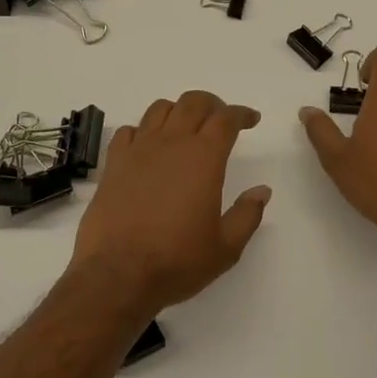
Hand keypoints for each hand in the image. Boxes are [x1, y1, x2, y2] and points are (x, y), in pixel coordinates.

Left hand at [70, 91, 270, 313]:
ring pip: (160, 109)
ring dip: (179, 110)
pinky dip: (144, 131)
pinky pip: (129, 131)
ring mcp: (139, 150)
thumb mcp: (225, 247)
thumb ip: (247, 214)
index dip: (242, 114)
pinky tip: (148, 147)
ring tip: (186, 128)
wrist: (117, 275)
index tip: (251, 120)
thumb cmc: (177, 261)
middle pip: (193, 102)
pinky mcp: (113, 163)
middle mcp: (171, 143)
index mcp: (203, 157)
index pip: (226, 119)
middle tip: (221, 119)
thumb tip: (262, 191)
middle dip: (212, 104)